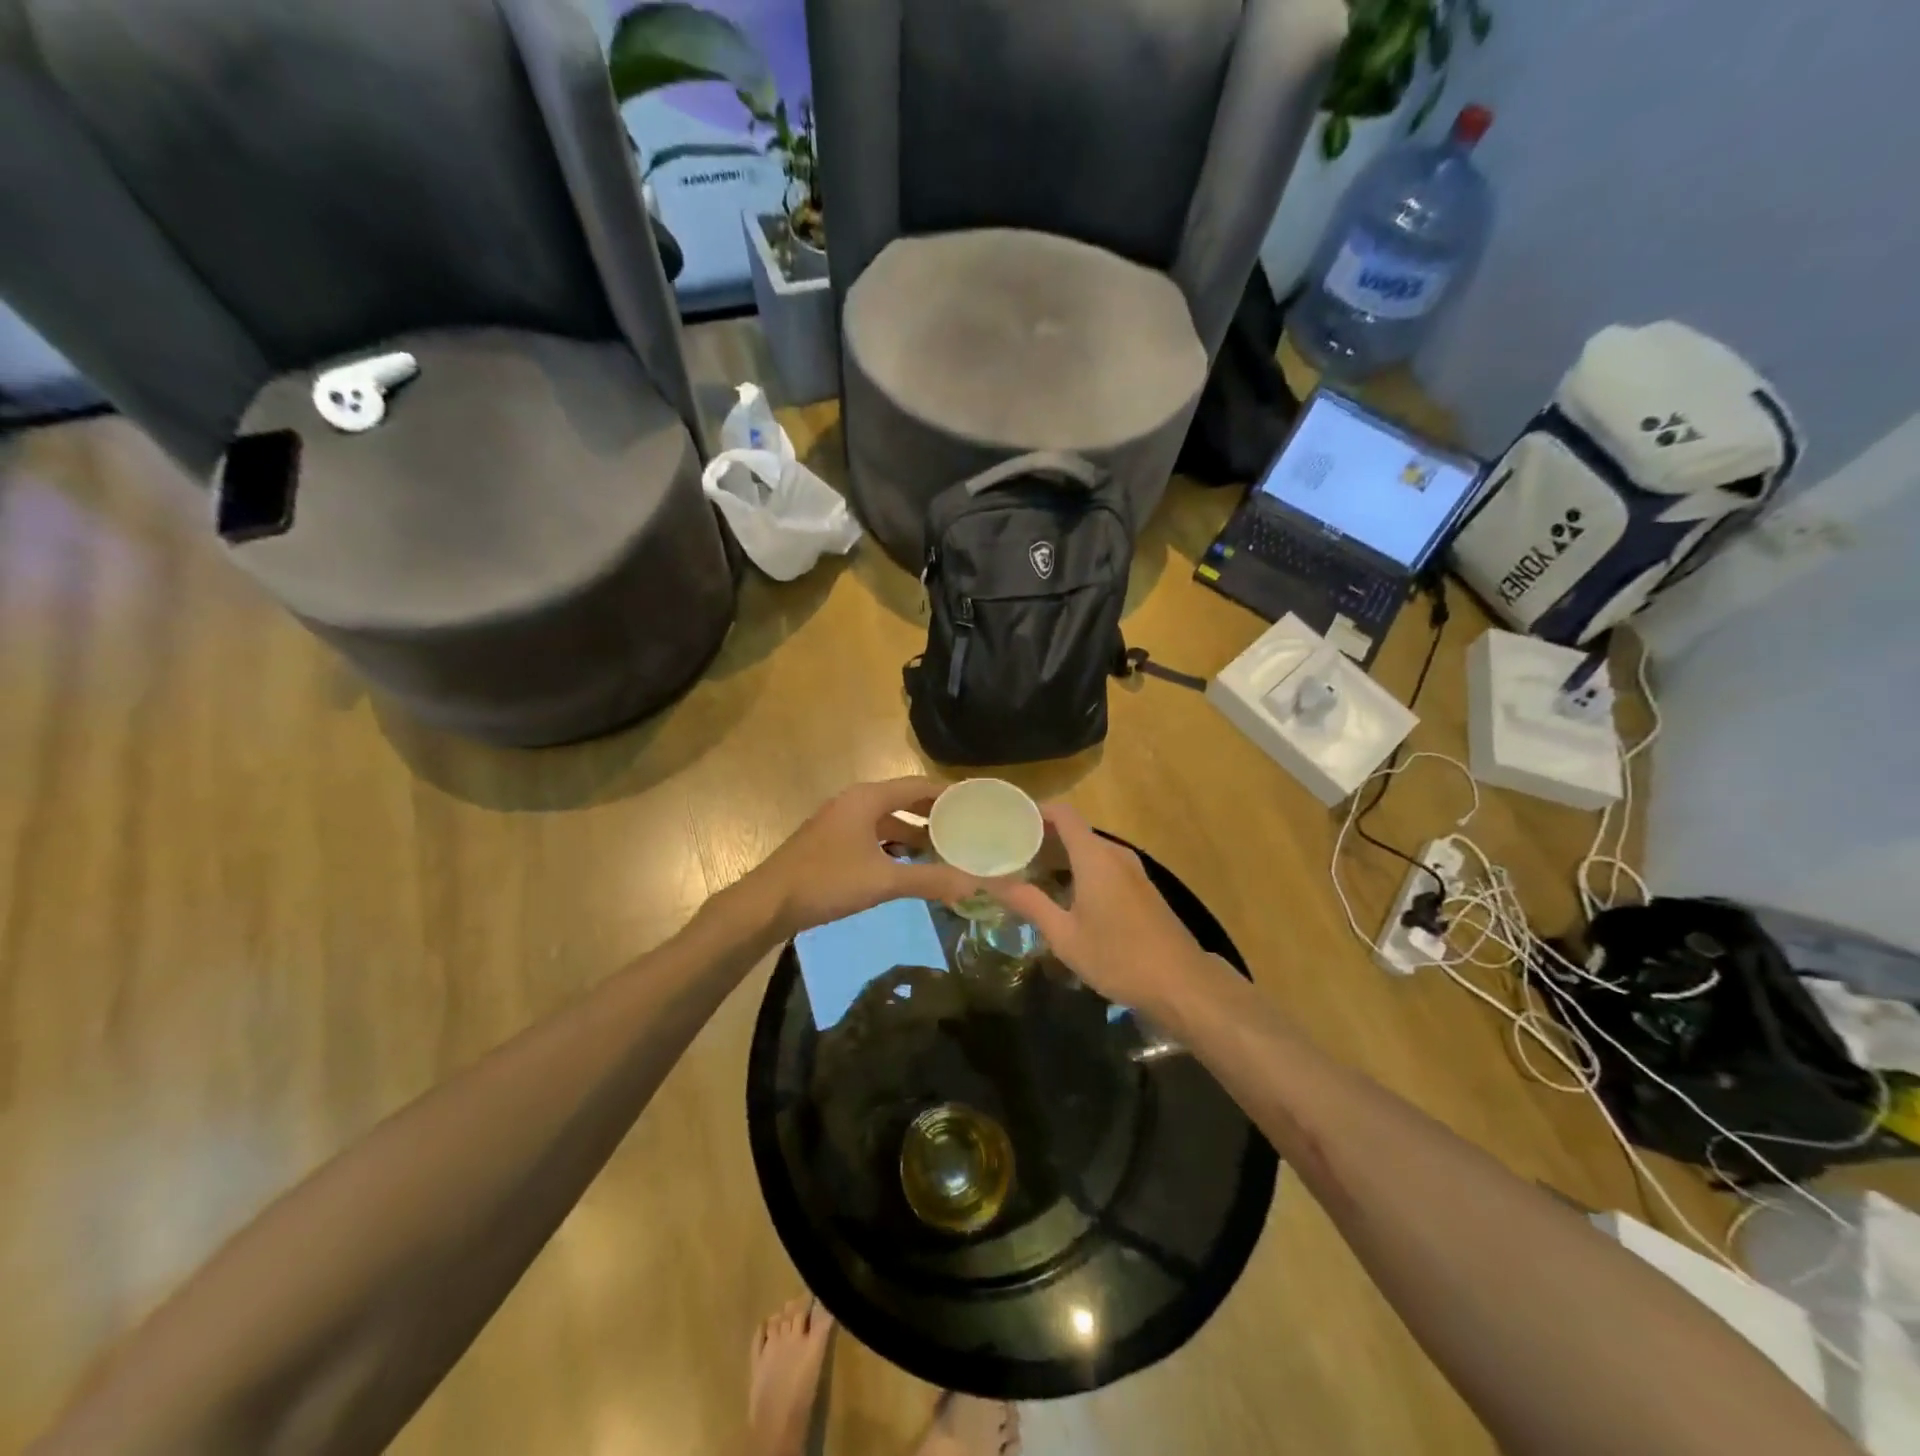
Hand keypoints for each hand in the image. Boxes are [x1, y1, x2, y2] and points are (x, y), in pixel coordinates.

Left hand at [750, 777, 983, 938]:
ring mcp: (841, 823)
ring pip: (888, 821)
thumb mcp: (882, 881)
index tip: (978, 803)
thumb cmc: (826, 881)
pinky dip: (895, 846)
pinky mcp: (832, 843)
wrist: (767, 903)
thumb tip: (974, 884)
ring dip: (915, 832)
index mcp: (867, 798)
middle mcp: (855, 802)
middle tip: (969, 827)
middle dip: (934, 814)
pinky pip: (874, 836)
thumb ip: (930, 880)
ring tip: (946, 849)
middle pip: (903, 800)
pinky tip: (910, 866)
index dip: (948, 793)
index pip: (917, 785)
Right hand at [991, 804, 1214, 1014]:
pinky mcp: (1142, 889)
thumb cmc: (1118, 957)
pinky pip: (1104, 865)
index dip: (1035, 811)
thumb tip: (991, 881)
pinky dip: (1080, 869)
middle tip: (1009, 853)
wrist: (1182, 983)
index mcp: (1095, 857)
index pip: (1063, 814)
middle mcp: (1115, 854)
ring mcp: (1133, 871)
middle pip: (1075, 830)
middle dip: (1042, 837)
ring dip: (1061, 855)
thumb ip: (1029, 903)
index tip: (1008, 821)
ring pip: (1090, 850)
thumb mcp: (1065, 935)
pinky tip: (1064, 894)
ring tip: (1029, 873)